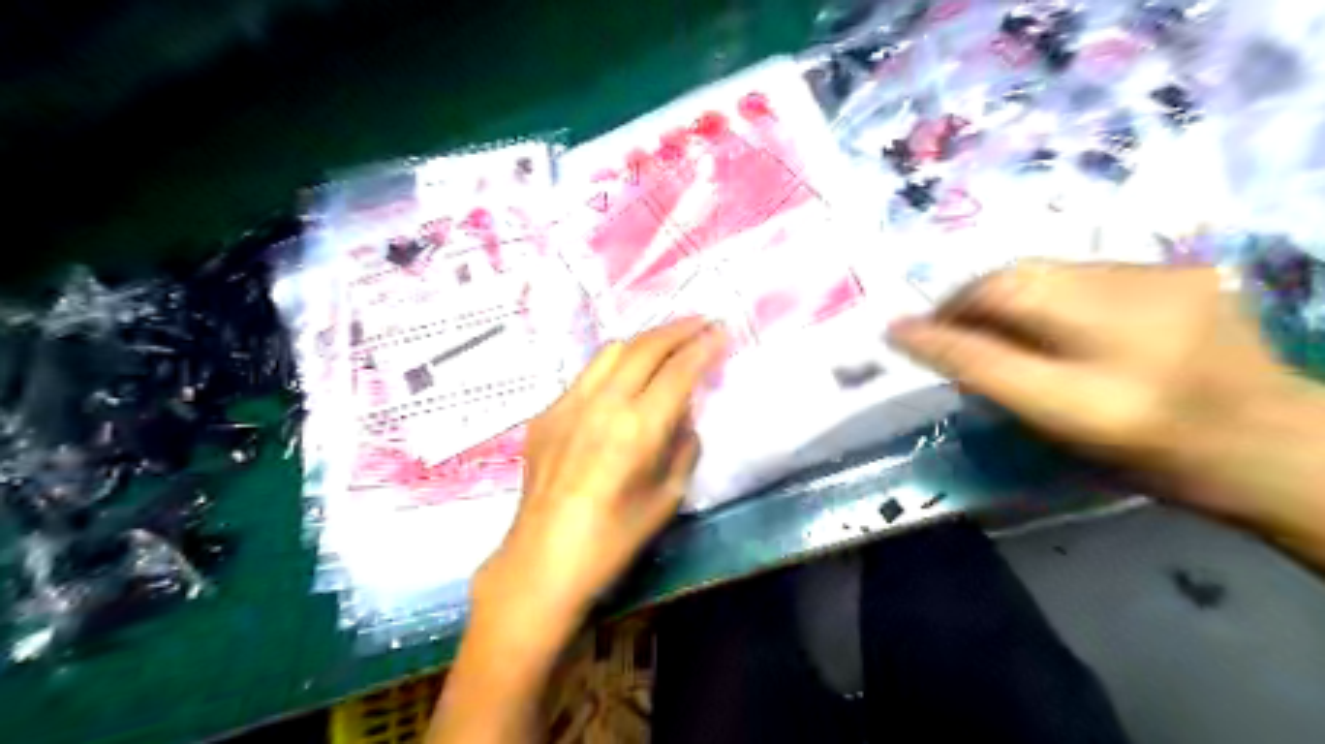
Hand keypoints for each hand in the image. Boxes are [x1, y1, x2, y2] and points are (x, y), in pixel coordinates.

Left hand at [473, 319, 722, 638]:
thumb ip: (684, 447)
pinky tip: (623, 382)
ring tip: (665, 342)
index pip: (679, 370)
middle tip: (700, 322)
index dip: (704, 346)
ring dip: (645, 340)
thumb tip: (684, 416)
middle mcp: (602, 404)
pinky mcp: (546, 414)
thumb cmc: (613, 540)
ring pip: (611, 351)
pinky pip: (586, 377)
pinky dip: (614, 368)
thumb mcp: (667, 498)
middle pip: (645, 347)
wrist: (542, 560)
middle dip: (678, 329)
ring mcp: (568, 404)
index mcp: (638, 428)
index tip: (722, 330)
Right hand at [888, 261, 1324, 538]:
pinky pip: (1079, 269)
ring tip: (988, 320)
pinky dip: (1044, 287)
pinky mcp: (1178, 268)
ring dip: (1002, 291)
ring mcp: (1162, 283)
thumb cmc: (1150, 454)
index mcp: (1099, 389)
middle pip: (1016, 281)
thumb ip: (986, 377)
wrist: (1268, 442)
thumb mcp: (1059, 427)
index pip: (991, 348)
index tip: (896, 330)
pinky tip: (1048, 313)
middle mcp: (1132, 323)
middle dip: (966, 299)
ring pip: (1044, 269)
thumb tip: (913, 337)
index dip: (938, 328)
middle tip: (943, 325)